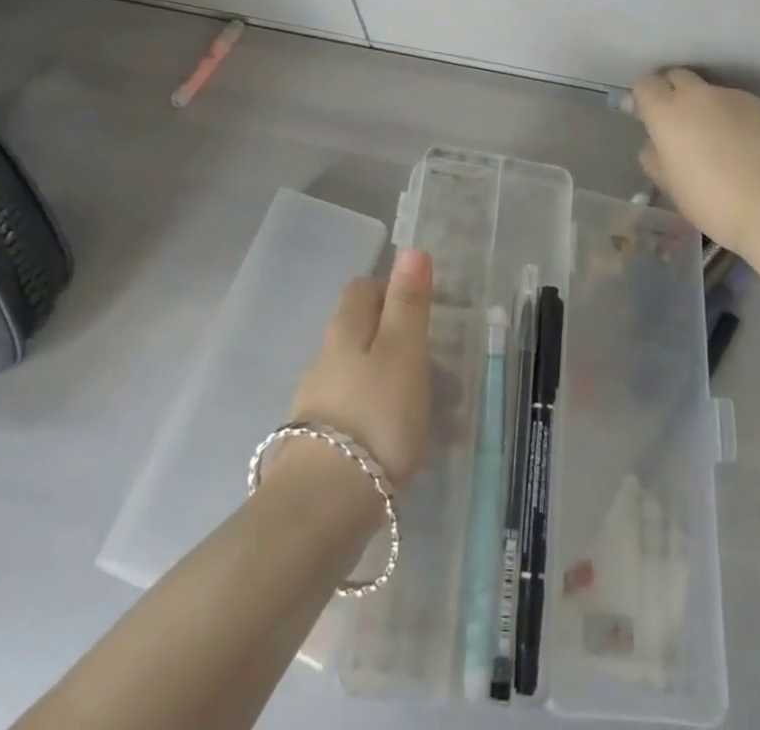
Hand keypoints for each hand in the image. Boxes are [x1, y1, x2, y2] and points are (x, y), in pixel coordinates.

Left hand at [283, 248, 433, 488]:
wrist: (322, 509)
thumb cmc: (374, 416)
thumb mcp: (403, 351)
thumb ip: (408, 303)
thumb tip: (412, 250)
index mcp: (345, 330)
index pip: (363, 289)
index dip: (392, 291)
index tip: (425, 314)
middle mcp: (325, 360)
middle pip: (363, 333)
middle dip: (402, 343)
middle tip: (440, 368)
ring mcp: (319, 405)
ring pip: (364, 377)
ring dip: (398, 385)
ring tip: (436, 415)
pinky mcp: (320, 446)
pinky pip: (360, 416)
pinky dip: (385, 420)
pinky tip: (408, 447)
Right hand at [632, 68, 759, 260]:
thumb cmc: (714, 202)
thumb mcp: (671, 186)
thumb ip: (656, 158)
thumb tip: (656, 144)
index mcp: (667, 113)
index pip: (645, 84)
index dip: (646, 99)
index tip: (651, 120)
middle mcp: (698, 95)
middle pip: (677, 76)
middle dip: (674, 93)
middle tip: (682, 126)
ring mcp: (734, 96)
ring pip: (711, 93)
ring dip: (709, 109)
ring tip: (723, 144)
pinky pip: (740, 105)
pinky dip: (737, 120)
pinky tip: (750, 149)